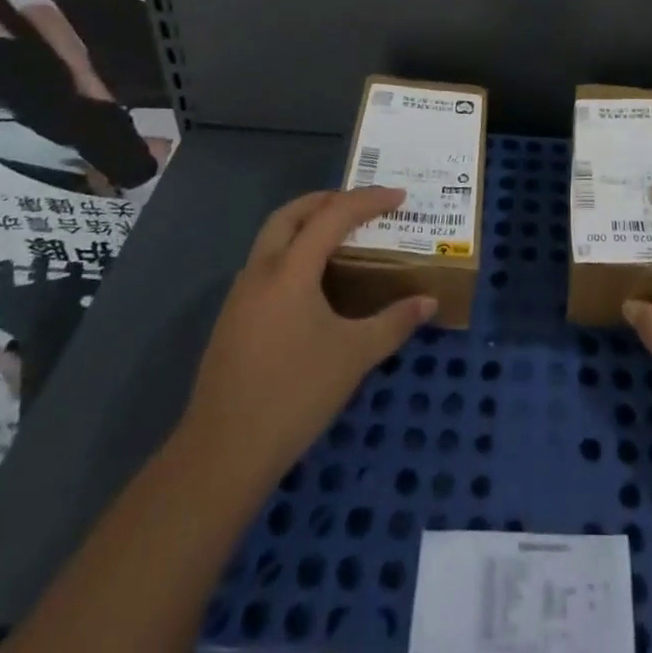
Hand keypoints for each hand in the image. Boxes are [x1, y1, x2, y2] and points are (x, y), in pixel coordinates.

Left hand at [175, 187, 435, 484]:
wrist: (222, 455)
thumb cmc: (295, 395)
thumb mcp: (354, 356)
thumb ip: (394, 323)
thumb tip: (429, 302)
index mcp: (290, 270)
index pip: (333, 215)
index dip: (368, 201)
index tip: (399, 197)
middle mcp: (260, 271)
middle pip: (290, 214)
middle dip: (326, 200)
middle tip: (360, 206)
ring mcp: (239, 296)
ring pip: (271, 239)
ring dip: (304, 226)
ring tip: (339, 239)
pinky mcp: (231, 320)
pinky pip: (264, 266)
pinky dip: (291, 254)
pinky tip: (311, 285)